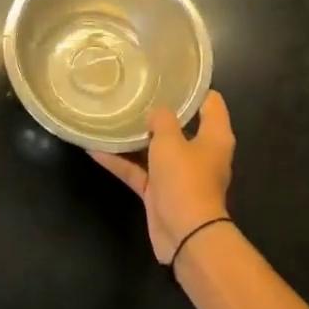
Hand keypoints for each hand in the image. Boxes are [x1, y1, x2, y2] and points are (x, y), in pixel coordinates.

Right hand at [90, 90, 233, 265]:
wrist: (186, 235)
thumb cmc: (185, 180)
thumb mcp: (171, 141)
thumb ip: (162, 120)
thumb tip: (156, 114)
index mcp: (214, 137)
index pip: (210, 102)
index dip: (194, 87)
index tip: (171, 73)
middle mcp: (200, 153)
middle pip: (181, 124)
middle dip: (159, 110)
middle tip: (136, 90)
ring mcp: (179, 174)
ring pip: (156, 148)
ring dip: (136, 136)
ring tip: (113, 114)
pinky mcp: (161, 192)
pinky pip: (139, 170)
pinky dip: (120, 161)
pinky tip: (94, 148)